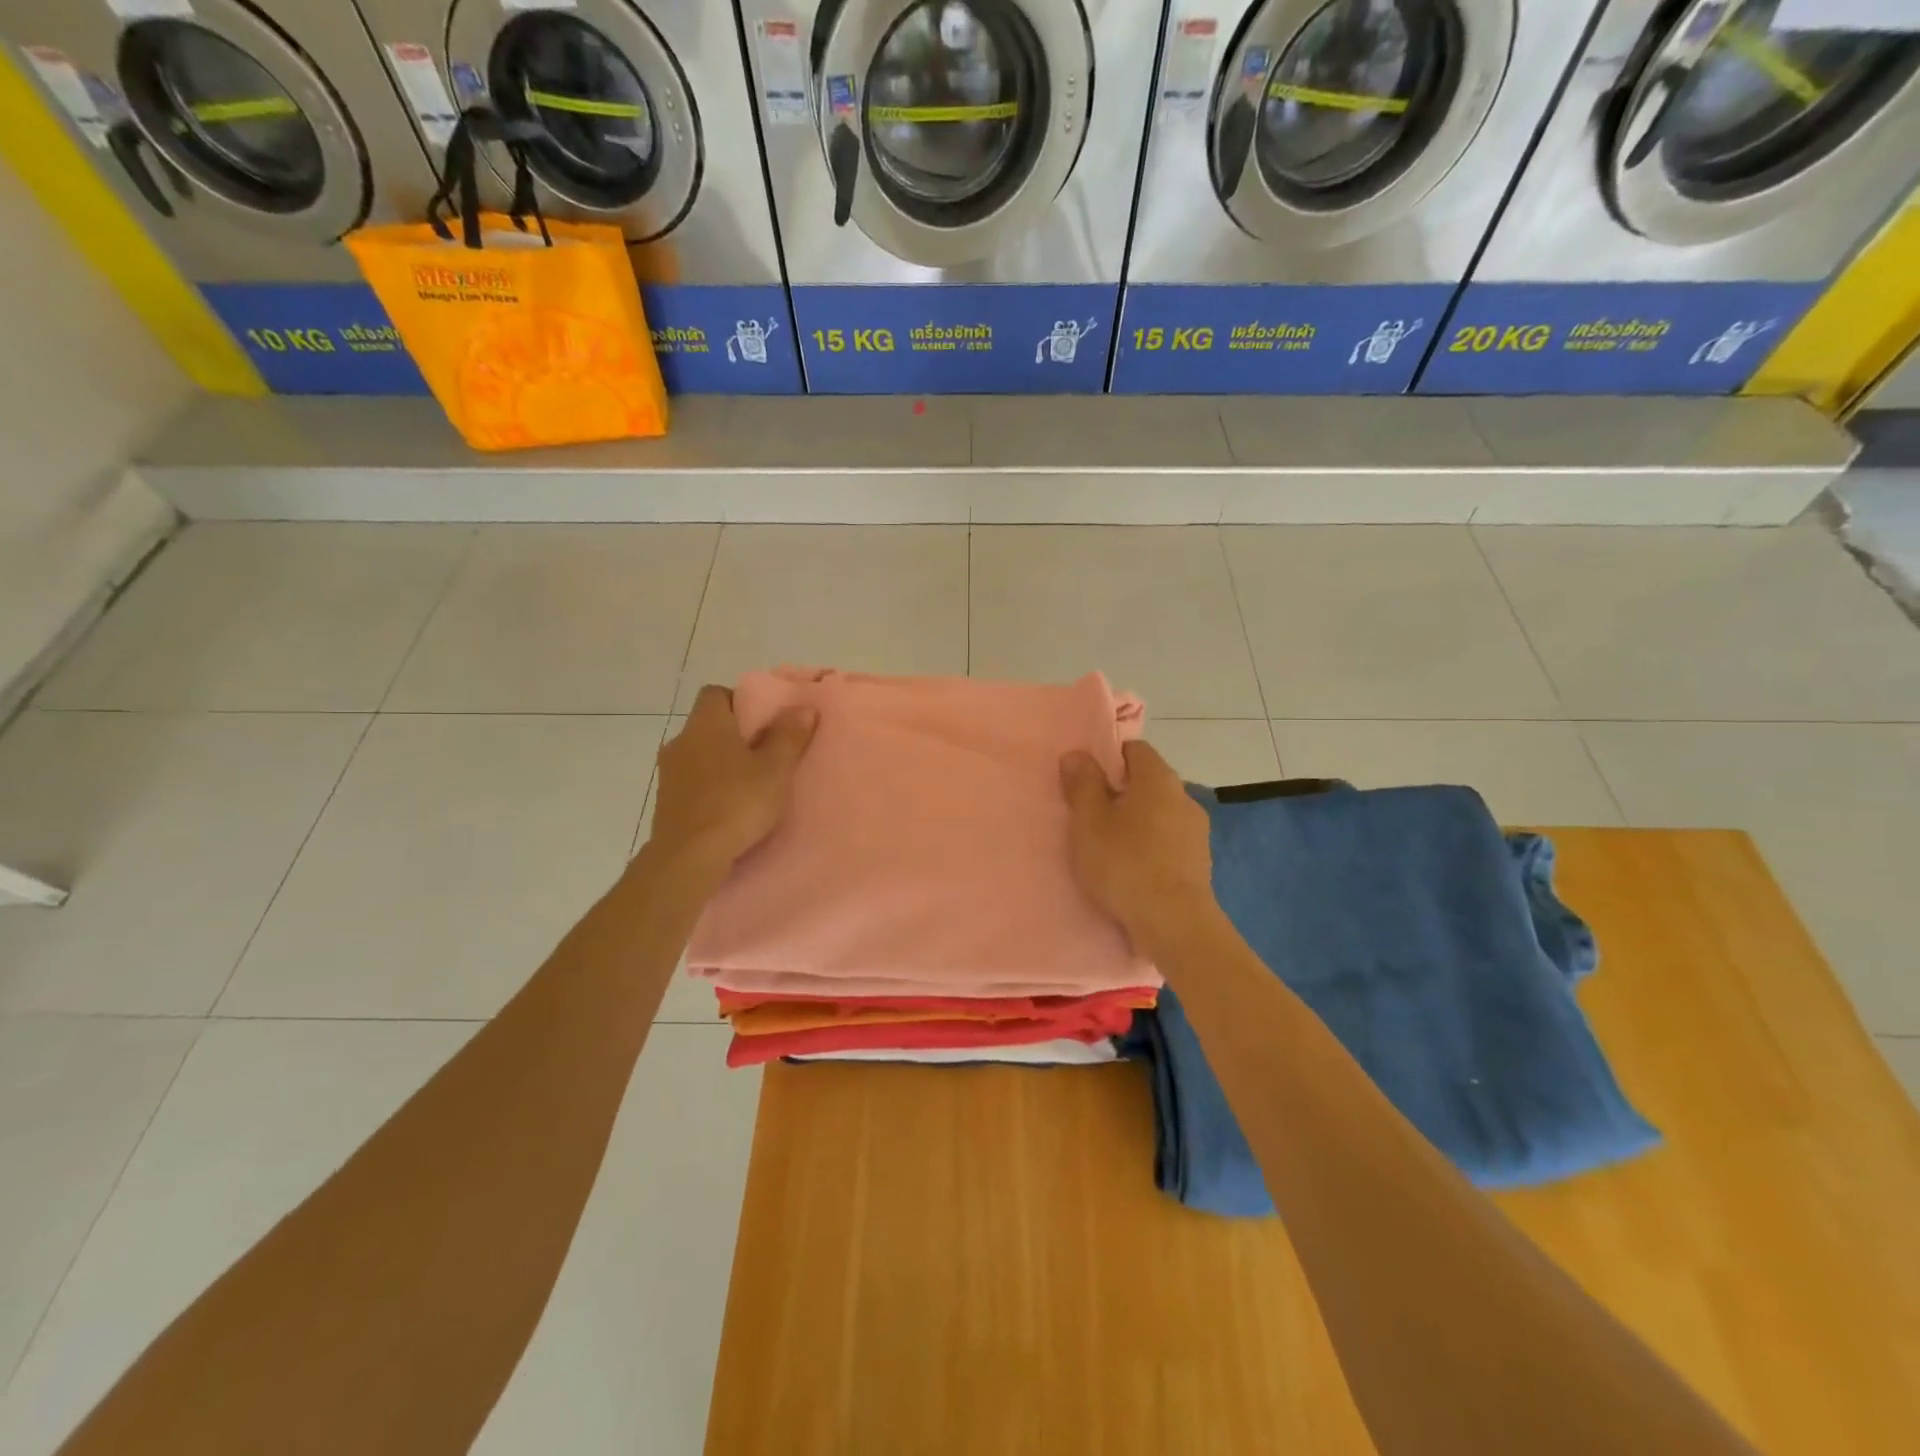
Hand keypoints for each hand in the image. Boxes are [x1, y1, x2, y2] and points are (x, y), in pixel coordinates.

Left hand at [645, 685, 817, 876]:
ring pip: (698, 755)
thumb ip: (789, 736)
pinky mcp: (665, 802)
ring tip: (749, 784)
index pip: (715, 693)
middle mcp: (681, 740)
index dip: (739, 701)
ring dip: (720, 763)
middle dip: (733, 735)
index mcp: (706, 723)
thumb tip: (803, 707)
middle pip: (707, 725)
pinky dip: (708, 787)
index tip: (763, 721)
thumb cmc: (737, 803)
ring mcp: (668, 772)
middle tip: (764, 753)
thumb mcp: (776, 769)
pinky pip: (691, 782)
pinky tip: (729, 807)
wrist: (689, 857)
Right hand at [1059, 740, 1216, 953]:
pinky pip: (1167, 842)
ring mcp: (1196, 831)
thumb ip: (1082, 784)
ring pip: (1158, 813)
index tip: (1085, 780)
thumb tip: (1077, 754)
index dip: (1108, 758)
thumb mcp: (1089, 821)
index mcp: (1158, 778)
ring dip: (1135, 822)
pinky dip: (1149, 847)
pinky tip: (1131, 869)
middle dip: (1120, 792)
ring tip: (1108, 846)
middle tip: (1089, 814)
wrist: (1174, 924)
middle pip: (1147, 782)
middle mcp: (1183, 797)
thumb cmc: (1125, 863)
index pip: (1135, 749)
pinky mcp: (1198, 862)